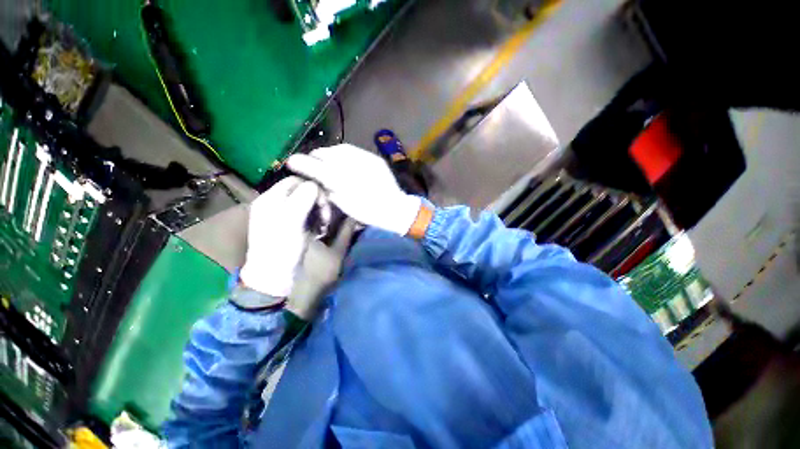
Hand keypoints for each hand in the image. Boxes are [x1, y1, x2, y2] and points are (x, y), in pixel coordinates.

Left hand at [240, 176, 319, 296]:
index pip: (296, 180)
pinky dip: (315, 219)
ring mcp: (281, 215)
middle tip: (325, 217)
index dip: (313, 189)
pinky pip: (306, 214)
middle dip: (318, 201)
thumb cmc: (282, 248)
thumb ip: (303, 198)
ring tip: (323, 225)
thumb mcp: (292, 220)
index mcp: (270, 198)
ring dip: (318, 211)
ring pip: (306, 203)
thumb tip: (315, 185)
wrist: (274, 276)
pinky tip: (318, 230)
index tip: (324, 205)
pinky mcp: (289, 226)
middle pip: (302, 190)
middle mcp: (274, 203)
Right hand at [287, 144, 421, 235]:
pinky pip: (353, 150)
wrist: (394, 209)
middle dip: (316, 158)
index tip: (295, 164)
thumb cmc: (366, 211)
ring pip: (338, 149)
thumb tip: (308, 172)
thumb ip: (325, 186)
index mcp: (340, 179)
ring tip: (330, 163)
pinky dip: (344, 155)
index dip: (302, 162)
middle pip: (324, 153)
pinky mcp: (374, 158)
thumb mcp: (342, 202)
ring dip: (330, 155)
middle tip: (315, 166)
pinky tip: (345, 162)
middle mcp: (351, 163)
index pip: (314, 163)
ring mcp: (364, 158)